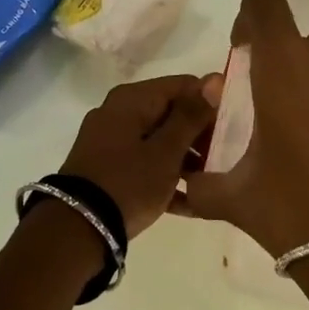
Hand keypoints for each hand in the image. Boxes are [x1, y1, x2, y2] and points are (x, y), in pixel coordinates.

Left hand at [59, 74, 217, 237]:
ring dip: (186, 158)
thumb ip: (191, 115)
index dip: (211, 104)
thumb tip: (214, 78)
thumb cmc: (128, 184)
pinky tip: (188, 201)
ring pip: (159, 139)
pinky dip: (164, 174)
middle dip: (199, 134)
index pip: (184, 85)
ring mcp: (109, 140)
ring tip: (208, 183)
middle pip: (171, 112)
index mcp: (132, 99)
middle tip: (222, 160)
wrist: (76, 230)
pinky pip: (144, 161)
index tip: (232, 130)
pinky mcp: (106, 167)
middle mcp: (118, 111)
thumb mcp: (167, 151)